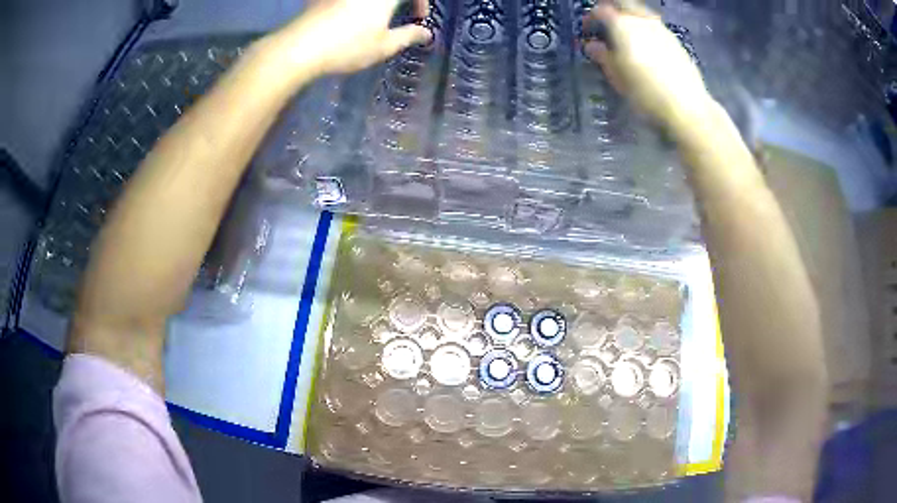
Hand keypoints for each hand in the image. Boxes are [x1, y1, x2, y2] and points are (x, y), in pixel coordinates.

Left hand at [274, 0, 431, 75]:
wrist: (300, 47)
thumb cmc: (348, 46)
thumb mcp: (384, 46)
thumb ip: (409, 36)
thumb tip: (427, 33)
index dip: (422, 2)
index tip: (419, 18)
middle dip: (400, 2)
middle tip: (400, 11)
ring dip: (377, 4)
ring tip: (376, 15)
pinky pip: (346, 1)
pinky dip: (356, 6)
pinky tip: (351, 15)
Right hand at [584, 0, 712, 129]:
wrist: (687, 107)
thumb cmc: (645, 92)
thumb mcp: (617, 77)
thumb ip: (602, 56)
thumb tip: (592, 46)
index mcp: (622, 25)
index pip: (600, 10)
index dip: (591, 17)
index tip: (588, 30)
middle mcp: (642, 20)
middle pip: (624, 4)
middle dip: (613, 10)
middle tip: (606, 23)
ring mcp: (662, 29)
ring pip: (641, 14)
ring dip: (631, 19)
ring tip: (627, 36)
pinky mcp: (676, 42)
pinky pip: (655, 27)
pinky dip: (646, 30)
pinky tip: (646, 47)